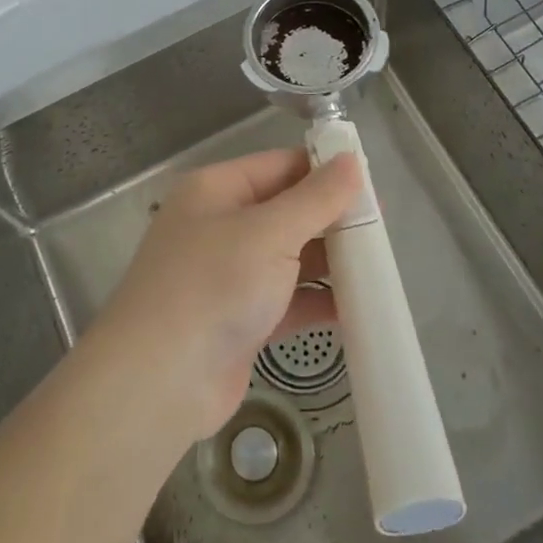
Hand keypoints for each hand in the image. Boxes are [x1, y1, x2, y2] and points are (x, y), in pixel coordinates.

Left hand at [96, 149, 361, 441]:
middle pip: (286, 210)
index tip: (373, 185)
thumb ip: (316, 198)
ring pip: (289, 256)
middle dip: (331, 219)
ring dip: (328, 262)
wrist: (159, 382)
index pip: (280, 165)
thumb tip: (352, 160)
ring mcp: (227, 274)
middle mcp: (219, 225)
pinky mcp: (238, 319)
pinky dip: (315, 301)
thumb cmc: (213, 286)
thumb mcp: (270, 232)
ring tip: (378, 268)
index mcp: (217, 189)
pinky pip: (286, 299)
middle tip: (382, 230)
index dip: (325, 171)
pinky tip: (355, 309)